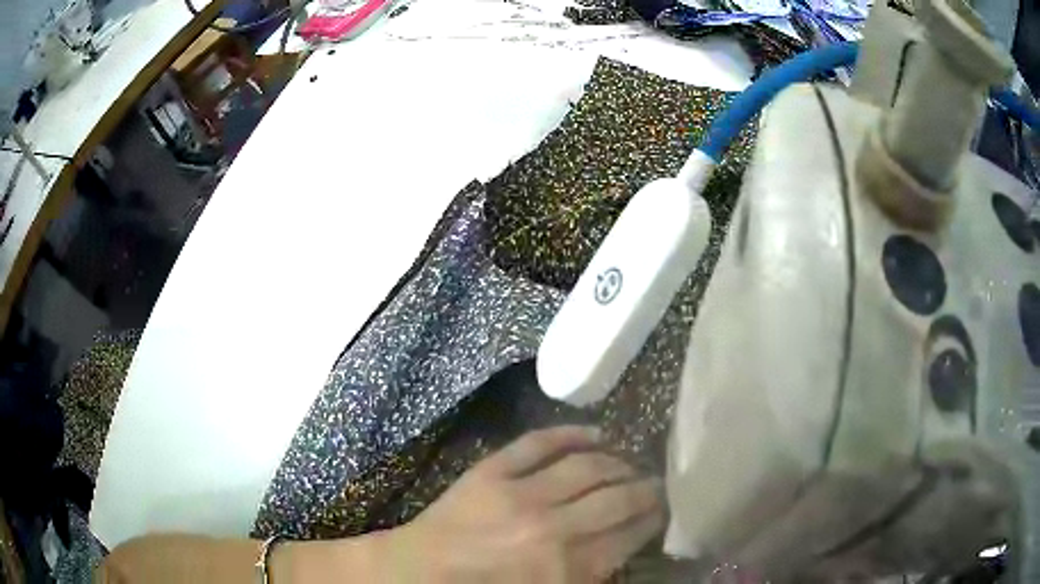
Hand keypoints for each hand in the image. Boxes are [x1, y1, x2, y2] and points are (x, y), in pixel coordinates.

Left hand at [387, 426, 663, 582]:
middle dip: (646, 488)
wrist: (419, 573)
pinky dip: (571, 433)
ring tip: (631, 462)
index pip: (630, 534)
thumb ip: (591, 575)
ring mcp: (520, 494)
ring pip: (587, 466)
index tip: (665, 508)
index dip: (654, 517)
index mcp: (567, 569)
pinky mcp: (491, 471)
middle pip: (618, 497)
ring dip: (617, 461)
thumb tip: (626, 545)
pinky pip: (539, 442)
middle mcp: (553, 528)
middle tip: (658, 483)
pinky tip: (596, 432)